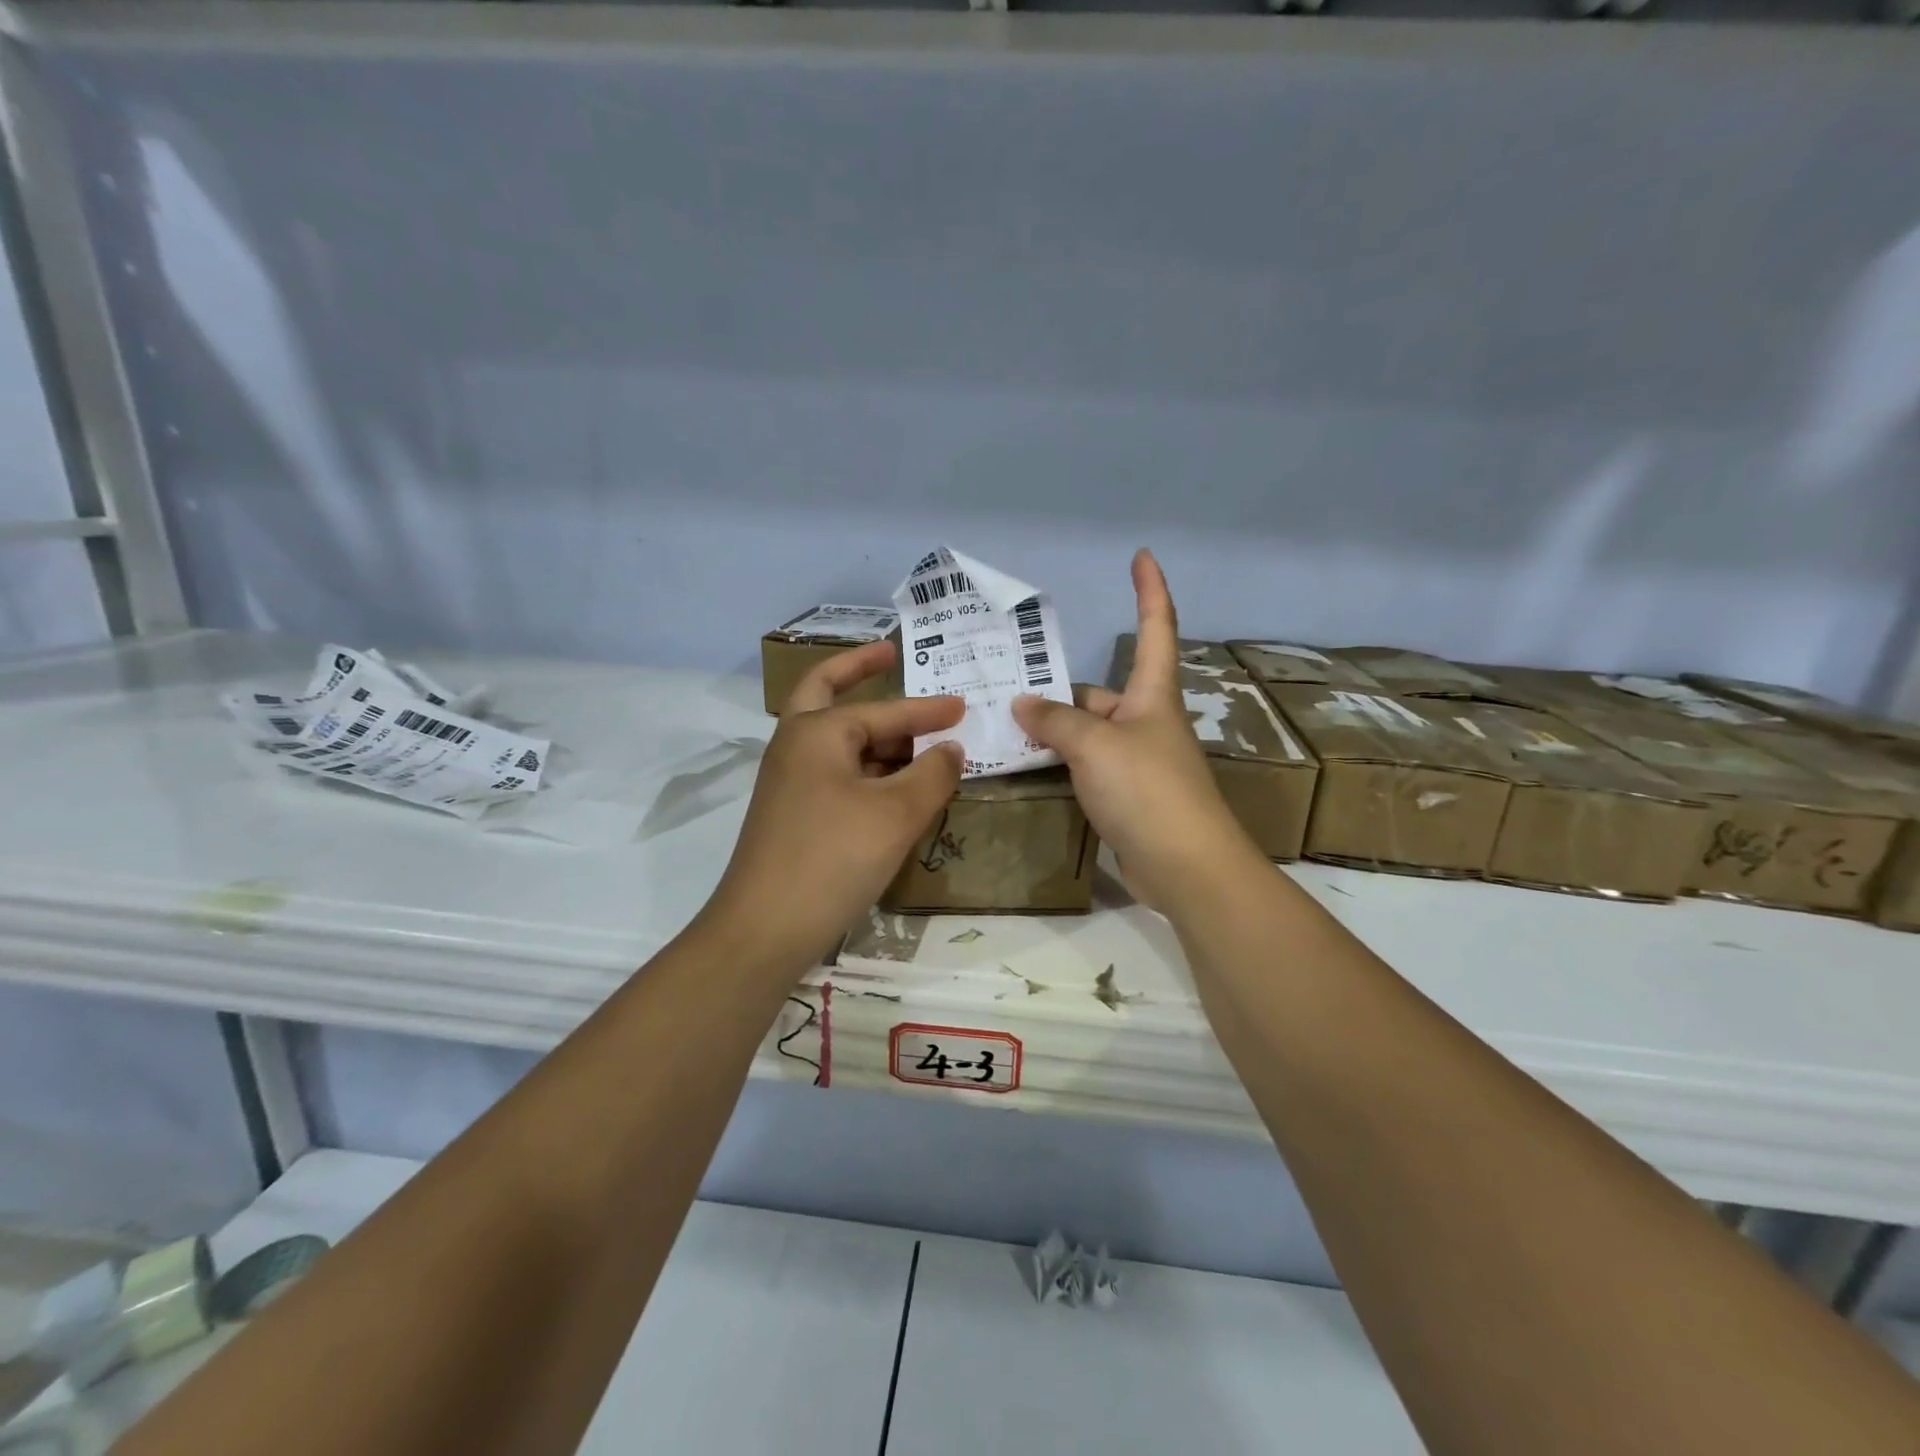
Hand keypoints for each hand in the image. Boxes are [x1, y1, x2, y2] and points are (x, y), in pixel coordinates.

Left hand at [704, 641, 963, 968]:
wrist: (764, 930)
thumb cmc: (833, 857)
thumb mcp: (897, 812)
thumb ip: (933, 773)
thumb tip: (951, 750)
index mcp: (816, 731)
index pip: (885, 711)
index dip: (928, 710)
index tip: (963, 705)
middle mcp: (795, 746)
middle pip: (827, 694)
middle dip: (858, 672)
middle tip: (890, 656)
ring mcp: (789, 782)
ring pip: (836, 741)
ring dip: (873, 733)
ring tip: (917, 738)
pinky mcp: (792, 815)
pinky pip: (835, 775)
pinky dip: (866, 769)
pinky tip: (894, 786)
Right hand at [1013, 550, 1257, 912]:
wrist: (1185, 866)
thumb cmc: (1147, 789)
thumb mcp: (1094, 745)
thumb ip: (1055, 720)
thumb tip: (1023, 704)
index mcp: (1152, 695)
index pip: (1156, 629)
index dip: (1150, 591)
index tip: (1141, 556)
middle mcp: (1146, 723)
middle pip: (1099, 694)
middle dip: (1058, 692)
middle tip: (1005, 690)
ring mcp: (1136, 762)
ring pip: (1087, 734)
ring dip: (1052, 731)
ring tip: (1001, 728)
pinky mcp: (1126, 797)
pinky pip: (1085, 767)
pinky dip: (1059, 764)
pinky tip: (1025, 768)